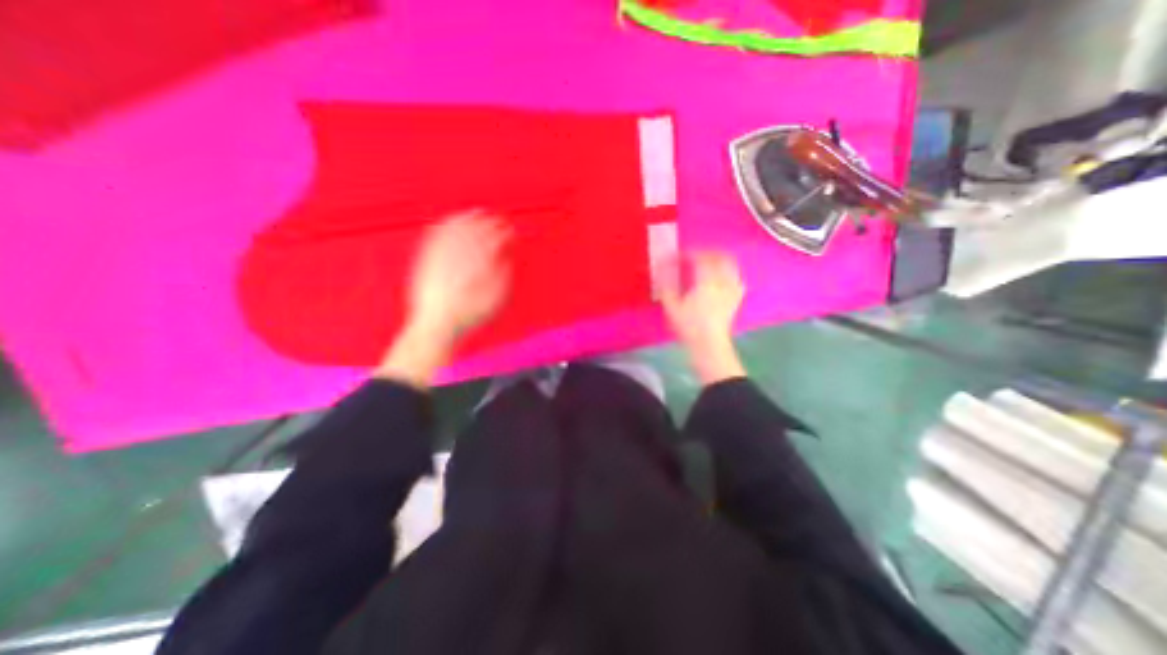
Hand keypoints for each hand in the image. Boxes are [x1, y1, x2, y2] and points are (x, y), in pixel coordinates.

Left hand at [376, 212, 508, 389]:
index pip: (492, 244)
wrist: (437, 326)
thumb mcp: (494, 301)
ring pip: (455, 233)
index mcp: (478, 269)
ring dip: (467, 220)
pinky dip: (444, 227)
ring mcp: (441, 261)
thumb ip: (502, 278)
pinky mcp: (428, 263)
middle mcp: (459, 261)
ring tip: (475, 212)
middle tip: (495, 217)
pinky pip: (435, 239)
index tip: (509, 230)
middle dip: (487, 223)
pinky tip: (448, 221)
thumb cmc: (467, 316)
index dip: (502, 234)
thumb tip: (505, 260)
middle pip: (474, 235)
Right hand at [660, 250, 741, 383]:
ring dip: (719, 259)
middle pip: (719, 257)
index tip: (677, 256)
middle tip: (693, 255)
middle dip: (705, 252)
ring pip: (731, 265)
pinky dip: (729, 272)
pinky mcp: (736, 299)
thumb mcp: (671, 306)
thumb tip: (662, 270)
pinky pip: (737, 278)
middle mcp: (723, 281)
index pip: (699, 258)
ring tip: (707, 262)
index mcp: (706, 281)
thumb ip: (666, 286)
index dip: (687, 254)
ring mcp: (732, 289)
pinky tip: (722, 277)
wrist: (709, 345)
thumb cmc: (689, 326)